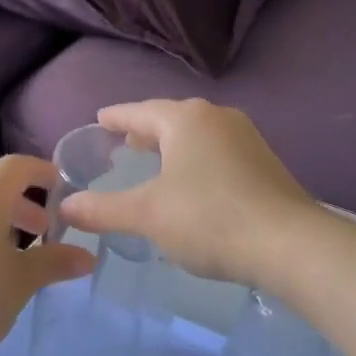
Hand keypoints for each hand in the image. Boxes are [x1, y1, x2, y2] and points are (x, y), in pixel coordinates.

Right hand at [58, 99, 318, 285]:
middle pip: (172, 118)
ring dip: (173, 145)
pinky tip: (193, 182)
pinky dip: (196, 159)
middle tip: (123, 141)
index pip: (140, 111)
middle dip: (146, 130)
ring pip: (198, 134)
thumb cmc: (209, 219)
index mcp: (186, 119)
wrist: (289, 244)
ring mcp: (246, 138)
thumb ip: (103, 209)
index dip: (117, 117)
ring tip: (154, 160)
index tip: (100, 118)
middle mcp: (217, 117)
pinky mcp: (264, 162)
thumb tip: (66, 206)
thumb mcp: (148, 214)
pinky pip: (218, 151)